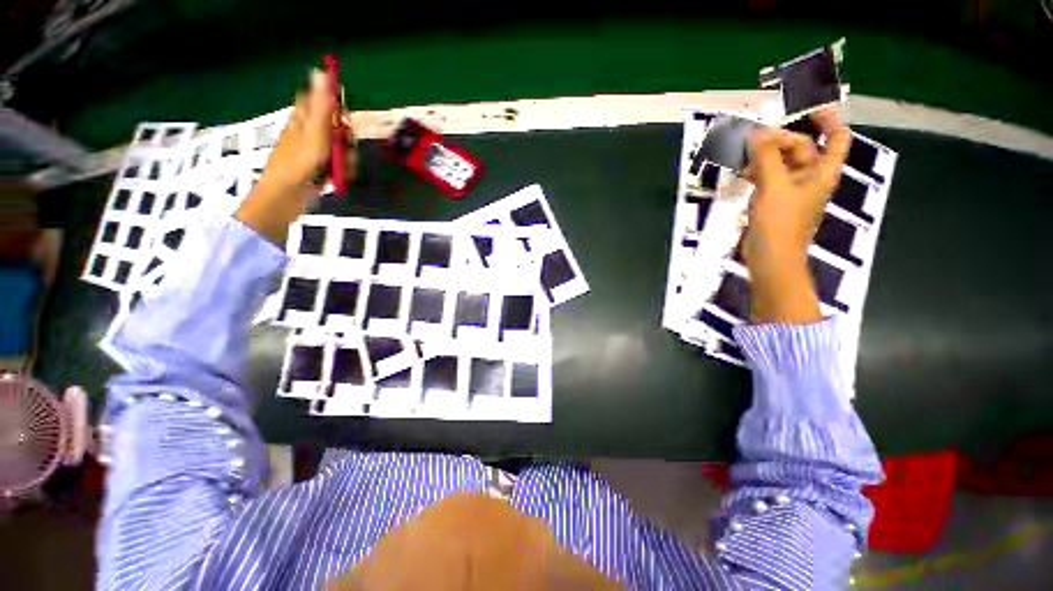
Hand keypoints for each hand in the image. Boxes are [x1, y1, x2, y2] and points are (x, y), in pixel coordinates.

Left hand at [236, 69, 354, 243]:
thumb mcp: (315, 131)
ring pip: (339, 148)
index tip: (343, 112)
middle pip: (335, 127)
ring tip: (341, 167)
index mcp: (303, 120)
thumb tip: (321, 72)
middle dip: (345, 137)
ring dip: (347, 158)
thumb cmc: (299, 162)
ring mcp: (315, 154)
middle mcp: (309, 134)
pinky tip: (339, 178)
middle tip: (344, 145)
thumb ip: (321, 106)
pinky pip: (338, 166)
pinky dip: (342, 171)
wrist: (288, 196)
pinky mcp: (321, 171)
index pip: (317, 100)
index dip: (332, 102)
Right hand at [742, 110, 851, 322]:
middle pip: (801, 147)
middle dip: (779, 139)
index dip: (827, 118)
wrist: (770, 259)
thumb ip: (766, 157)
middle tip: (753, 138)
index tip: (806, 107)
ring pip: (780, 163)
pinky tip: (742, 174)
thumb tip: (757, 132)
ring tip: (743, 156)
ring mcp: (790, 190)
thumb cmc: (779, 223)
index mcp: (822, 172)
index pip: (836, 137)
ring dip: (763, 156)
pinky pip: (767, 178)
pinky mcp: (773, 202)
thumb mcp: (773, 186)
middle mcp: (810, 178)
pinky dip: (756, 172)